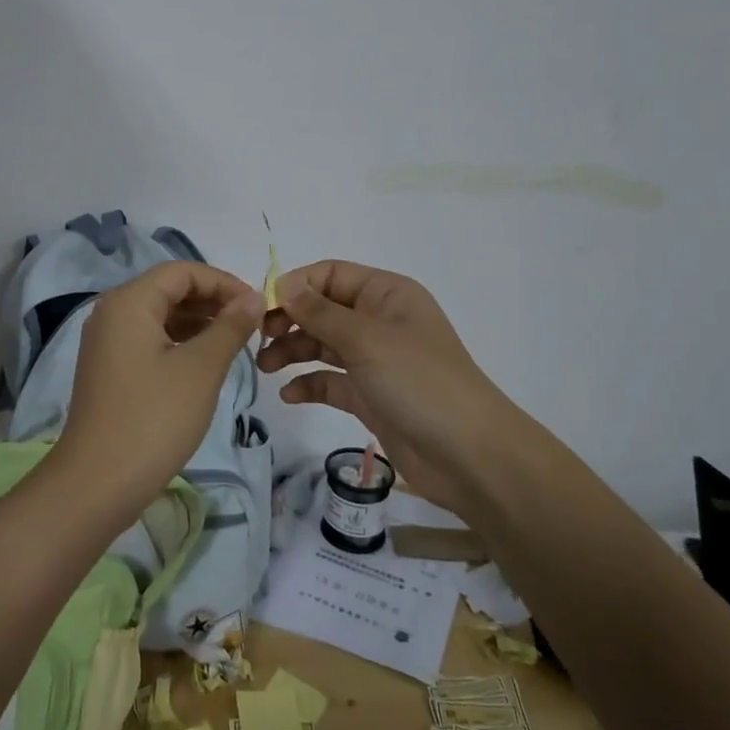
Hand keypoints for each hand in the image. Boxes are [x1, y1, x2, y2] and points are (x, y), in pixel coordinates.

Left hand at [54, 262, 263, 525]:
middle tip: (250, 324)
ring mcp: (107, 341)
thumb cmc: (154, 419)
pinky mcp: (109, 368)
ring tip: (235, 341)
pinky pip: (149, 338)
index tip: (257, 305)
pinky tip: (205, 360)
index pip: (182, 272)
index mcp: (129, 302)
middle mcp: (112, 312)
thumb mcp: (201, 369)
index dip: (223, 282)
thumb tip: (254, 297)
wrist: (97, 483)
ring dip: (198, 321)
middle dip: (211, 300)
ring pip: (160, 315)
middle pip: (168, 289)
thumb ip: (230, 326)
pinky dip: (179, 341)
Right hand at [257, 260, 515, 514]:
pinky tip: (289, 395)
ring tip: (266, 367)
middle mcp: (380, 321)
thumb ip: (320, 312)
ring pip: (323, 345)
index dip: (296, 285)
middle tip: (260, 340)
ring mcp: (376, 360)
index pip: (331, 274)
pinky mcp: (371, 396)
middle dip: (290, 320)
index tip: (262, 307)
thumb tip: (283, 286)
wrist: (469, 455)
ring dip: (293, 351)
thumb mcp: (366, 339)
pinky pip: (331, 381)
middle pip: (323, 309)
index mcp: (386, 294)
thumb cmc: (418, 381)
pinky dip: (309, 384)